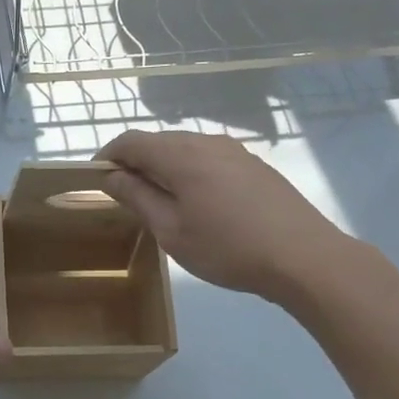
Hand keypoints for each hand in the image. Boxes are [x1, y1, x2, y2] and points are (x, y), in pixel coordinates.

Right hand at [100, 130, 355, 305]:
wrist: (303, 257)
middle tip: (123, 197)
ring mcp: (235, 151)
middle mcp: (207, 142)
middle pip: (159, 141)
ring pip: (185, 149)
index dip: (107, 156)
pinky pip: (208, 159)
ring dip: (163, 168)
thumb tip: (111, 176)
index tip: (94, 179)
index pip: (131, 141)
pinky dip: (188, 173)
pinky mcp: (254, 165)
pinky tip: (194, 203)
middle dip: (134, 163)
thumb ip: (138, 197)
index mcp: (181, 155)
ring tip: (157, 203)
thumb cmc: (227, 248)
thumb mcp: (171, 230)